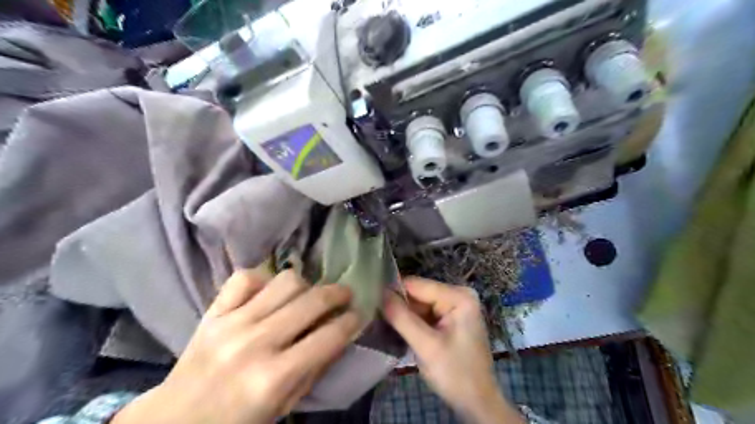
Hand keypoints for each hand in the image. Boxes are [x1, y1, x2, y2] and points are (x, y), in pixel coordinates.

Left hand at [111, 270, 362, 422]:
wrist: (174, 422)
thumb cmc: (236, 422)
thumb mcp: (283, 407)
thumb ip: (314, 369)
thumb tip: (341, 334)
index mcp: (274, 378)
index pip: (329, 337)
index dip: (351, 321)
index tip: (359, 314)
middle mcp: (255, 344)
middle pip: (311, 301)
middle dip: (338, 294)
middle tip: (345, 294)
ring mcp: (231, 323)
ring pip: (285, 281)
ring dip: (305, 285)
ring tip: (307, 295)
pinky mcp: (213, 312)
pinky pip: (246, 277)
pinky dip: (264, 279)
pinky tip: (269, 293)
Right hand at [384, 278, 525, 423]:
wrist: (477, 402)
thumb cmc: (456, 374)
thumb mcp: (426, 346)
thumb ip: (402, 318)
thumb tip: (380, 294)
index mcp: (459, 296)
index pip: (417, 285)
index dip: (393, 292)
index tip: (372, 302)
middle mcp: (458, 295)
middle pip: (418, 294)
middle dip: (399, 306)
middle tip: (375, 316)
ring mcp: (455, 307)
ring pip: (419, 304)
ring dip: (404, 315)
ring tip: (384, 324)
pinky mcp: (450, 319)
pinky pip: (425, 314)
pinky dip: (412, 322)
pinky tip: (399, 330)